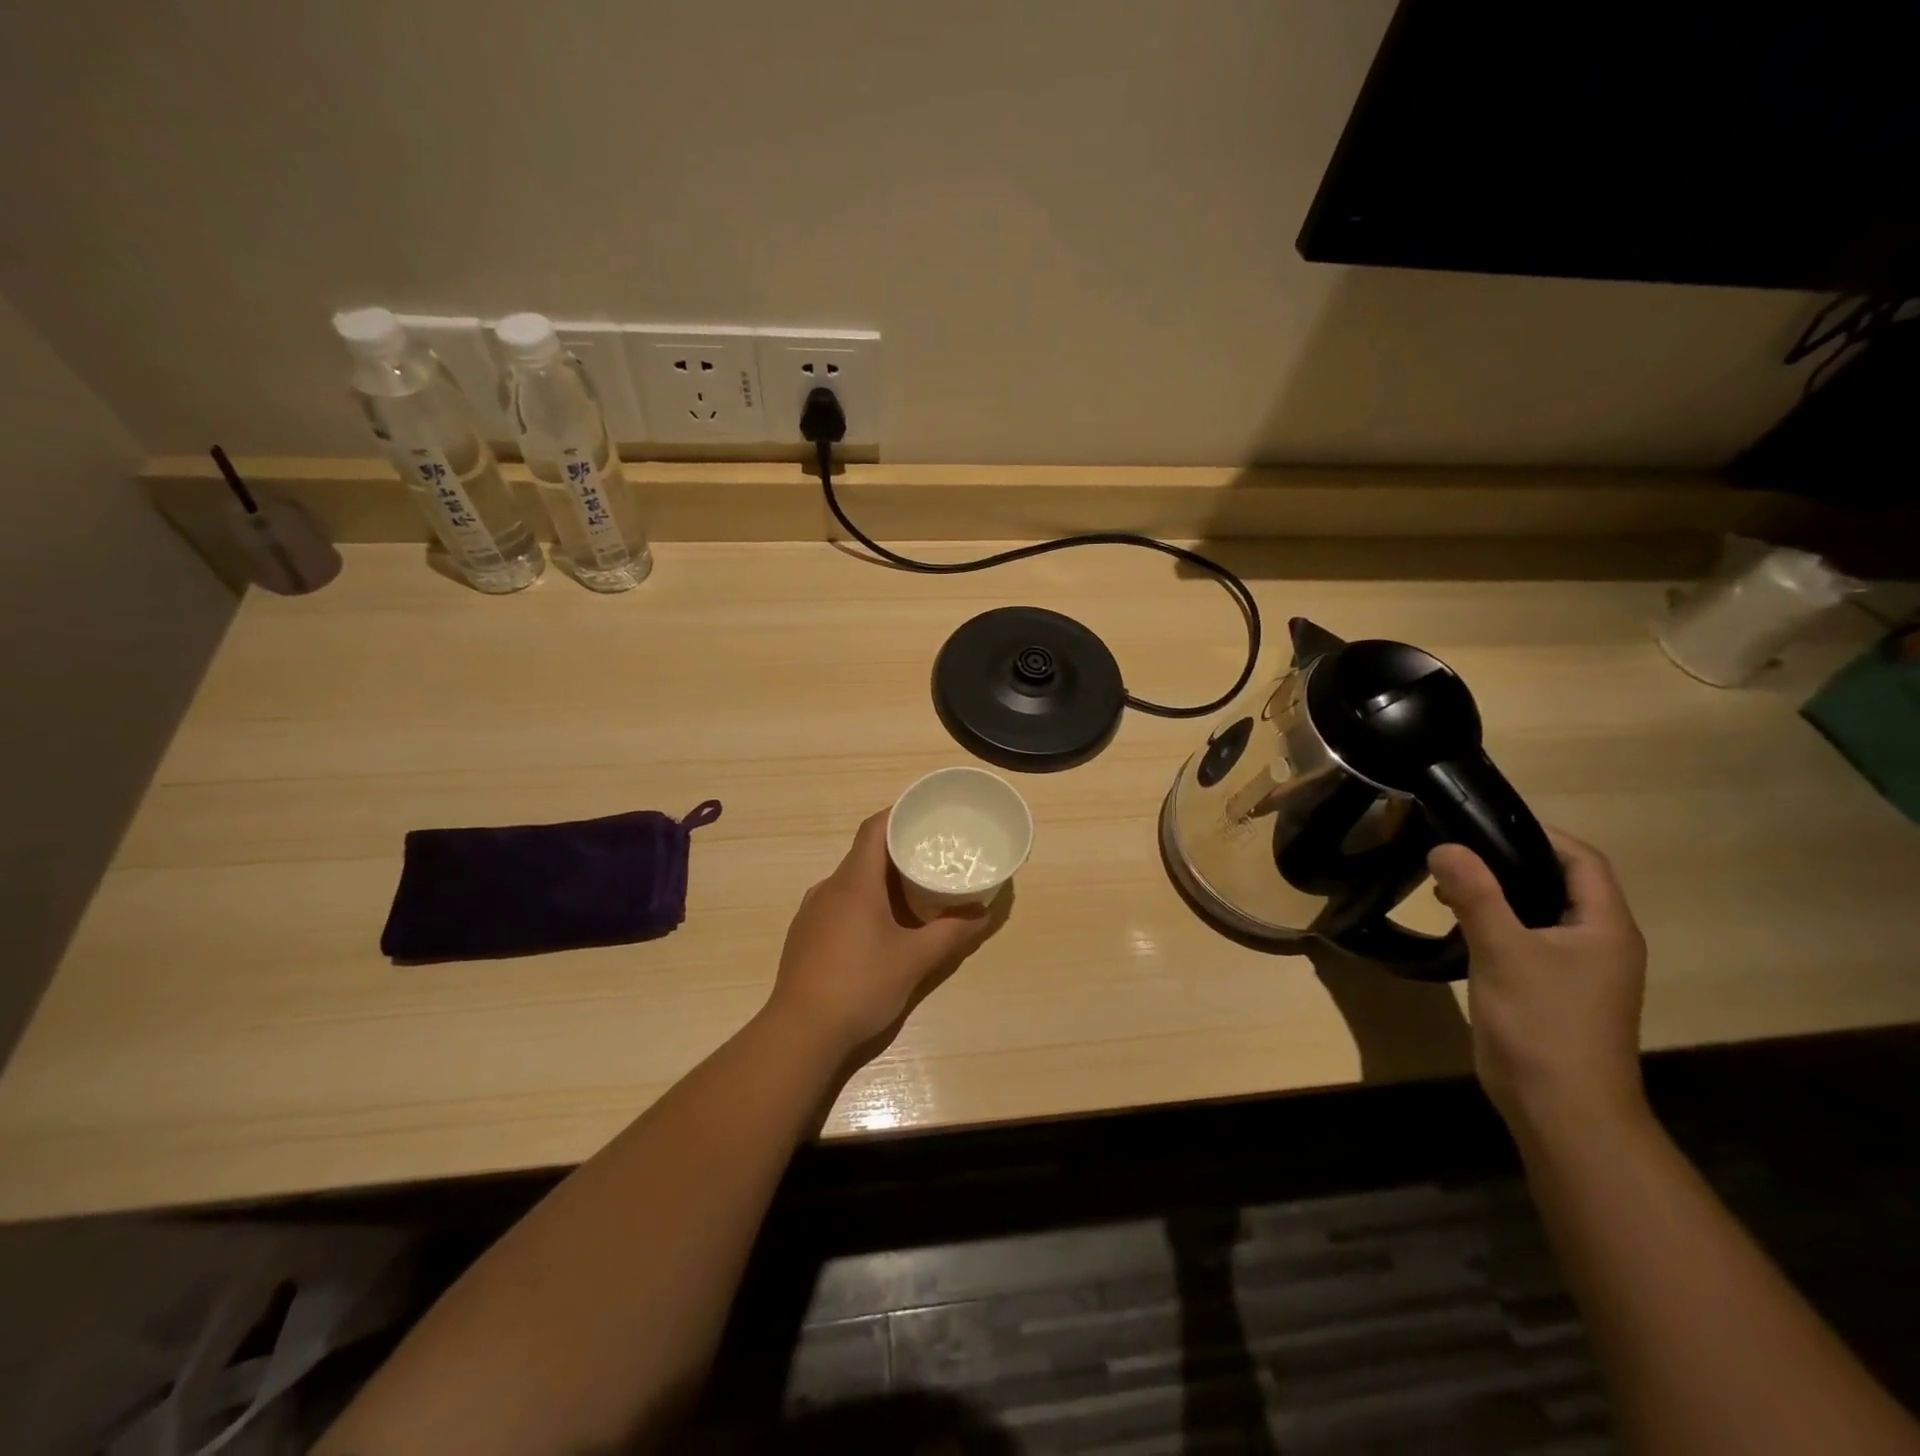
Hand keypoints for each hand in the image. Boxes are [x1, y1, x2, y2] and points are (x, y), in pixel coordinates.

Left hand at [767, 810, 1000, 1061]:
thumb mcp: (915, 960)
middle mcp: (829, 887)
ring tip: (913, 892)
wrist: (800, 1033)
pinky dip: (864, 902)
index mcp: (854, 882)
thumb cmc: (860, 985)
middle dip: (898, 851)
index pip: (874, 829)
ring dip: (881, 881)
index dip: (898, 814)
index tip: (926, 815)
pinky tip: (881, 928)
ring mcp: (812, 911)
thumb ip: (952, 933)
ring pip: (851, 881)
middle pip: (865, 854)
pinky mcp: (805, 935)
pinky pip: (839, 903)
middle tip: (932, 856)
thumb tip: (984, 913)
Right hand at [1428, 828, 1647, 1142]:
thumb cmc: (1543, 1022)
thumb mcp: (1504, 950)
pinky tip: (1459, 927)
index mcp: (1605, 926)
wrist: (1561, 1108)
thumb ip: (1476, 894)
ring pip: (1539, 912)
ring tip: (1447, 886)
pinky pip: (1526, 940)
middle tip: (1455, 851)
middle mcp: (1599, 943)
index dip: (1539, 833)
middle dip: (1509, 861)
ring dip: (1498, 893)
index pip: (1582, 860)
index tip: (1483, 821)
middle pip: (1559, 883)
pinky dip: (1495, 923)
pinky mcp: (1551, 990)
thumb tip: (1445, 845)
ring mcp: (1577, 970)